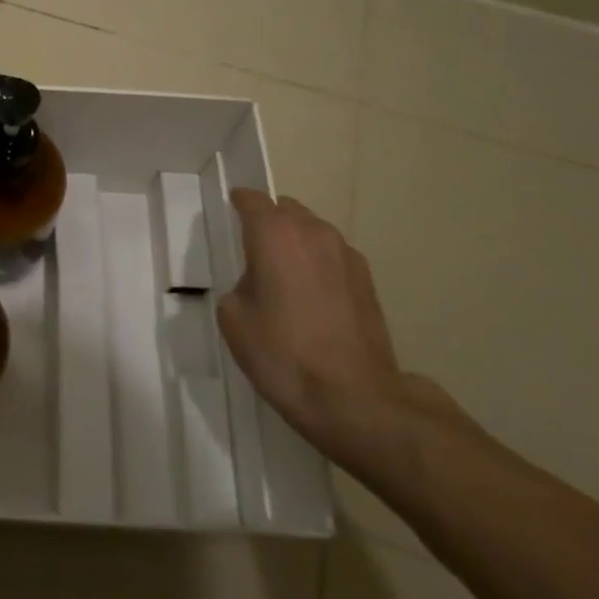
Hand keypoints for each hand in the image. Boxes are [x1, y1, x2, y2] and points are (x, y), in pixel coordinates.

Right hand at [217, 191, 427, 467]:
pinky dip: (318, 265)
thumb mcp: (234, 319)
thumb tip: (256, 284)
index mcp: (274, 234)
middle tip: (253, 250)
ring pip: (313, 231)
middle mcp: (313, 233)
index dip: (239, 203)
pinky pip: (333, 256)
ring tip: (284, 276)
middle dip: (269, 222)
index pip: (252, 200)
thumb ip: (239, 285)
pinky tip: (312, 298)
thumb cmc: (283, 353)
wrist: (354, 398)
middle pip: (286, 210)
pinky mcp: (367, 281)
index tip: (230, 212)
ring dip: (296, 242)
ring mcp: (346, 255)